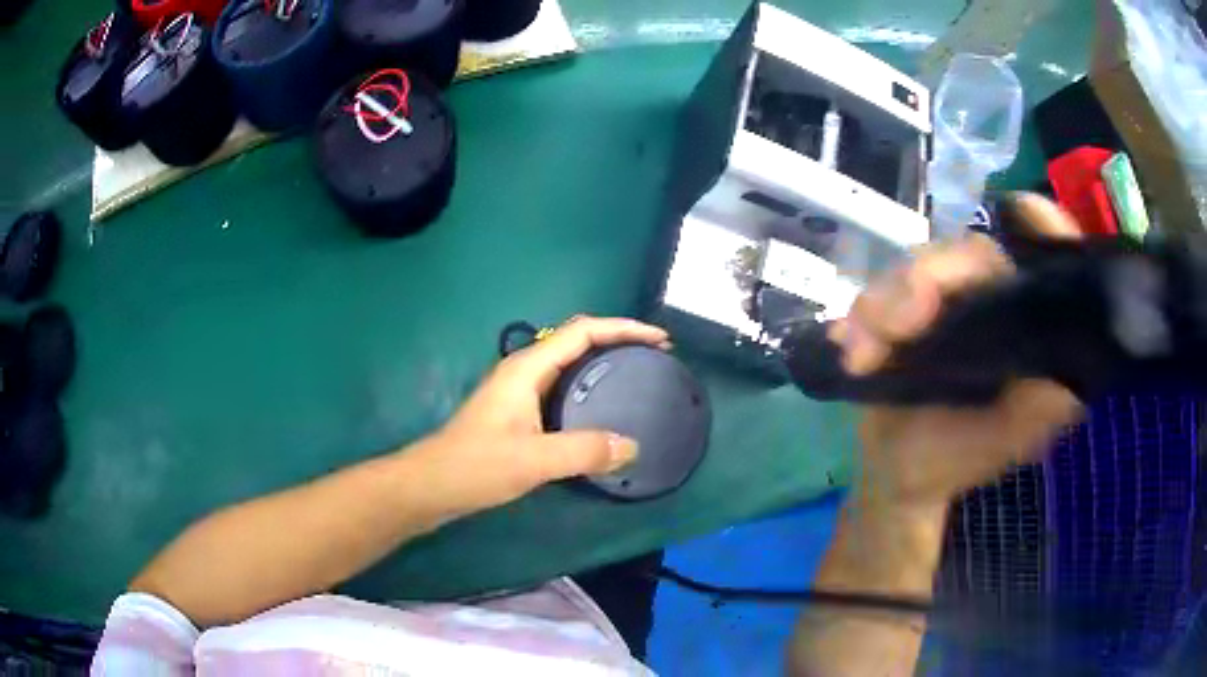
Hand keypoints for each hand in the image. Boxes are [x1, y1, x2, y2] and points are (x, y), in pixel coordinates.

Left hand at [415, 316, 668, 513]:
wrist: (433, 484)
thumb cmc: (477, 465)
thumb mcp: (534, 460)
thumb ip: (584, 451)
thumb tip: (632, 446)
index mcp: (528, 368)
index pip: (582, 331)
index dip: (623, 328)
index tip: (659, 339)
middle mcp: (524, 370)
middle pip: (577, 340)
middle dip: (618, 341)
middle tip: (655, 357)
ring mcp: (519, 390)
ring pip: (570, 363)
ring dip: (604, 362)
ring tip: (637, 376)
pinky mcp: (518, 411)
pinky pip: (563, 386)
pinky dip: (589, 387)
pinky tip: (602, 409)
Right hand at [831, 194, 1086, 509]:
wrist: (893, 474)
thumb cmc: (953, 462)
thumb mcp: (1002, 445)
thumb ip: (1038, 412)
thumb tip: (1069, 376)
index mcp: (1026, 328)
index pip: (1041, 261)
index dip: (1040, 226)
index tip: (1024, 210)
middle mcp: (993, 302)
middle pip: (968, 255)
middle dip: (927, 280)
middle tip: (895, 327)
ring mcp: (946, 302)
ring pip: (917, 268)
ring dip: (882, 305)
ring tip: (859, 355)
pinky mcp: (905, 309)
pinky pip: (879, 291)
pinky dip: (860, 317)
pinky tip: (848, 345)